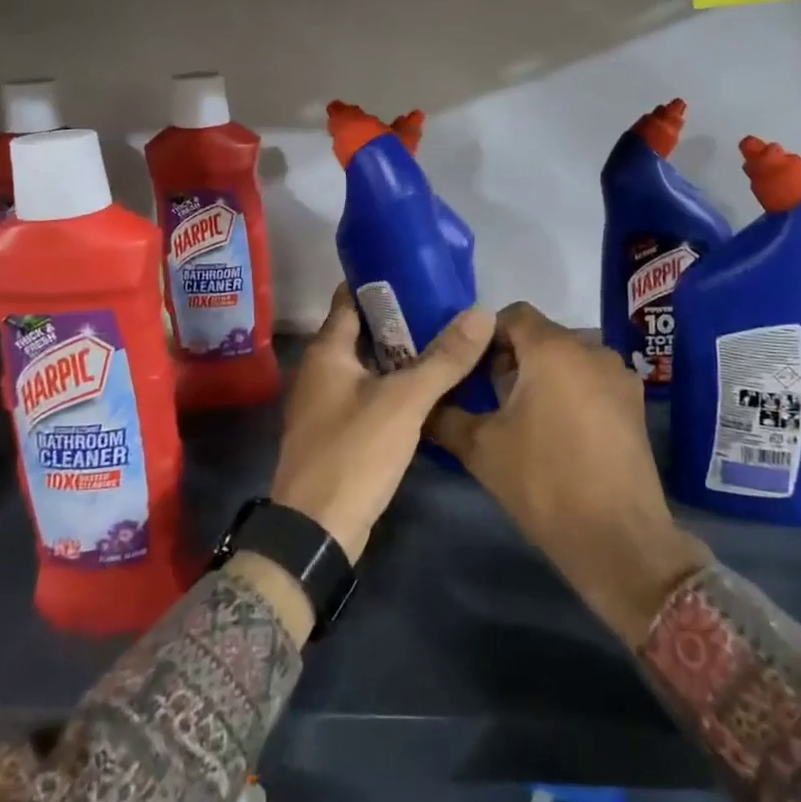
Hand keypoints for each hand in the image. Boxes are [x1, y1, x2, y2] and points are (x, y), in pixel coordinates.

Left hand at [271, 285, 494, 565]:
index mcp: (327, 351)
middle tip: (445, 306)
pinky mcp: (340, 431)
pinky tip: (428, 387)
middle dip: (400, 318)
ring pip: (369, 365)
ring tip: (445, 339)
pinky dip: (396, 384)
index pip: (350, 298)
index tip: (418, 269)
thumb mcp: (404, 401)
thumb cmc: (354, 451)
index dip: (380, 281)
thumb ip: (444, 358)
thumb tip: (482, 312)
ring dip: (401, 353)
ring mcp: (328, 403)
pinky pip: (371, 393)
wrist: (317, 532)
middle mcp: (322, 371)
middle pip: (362, 330)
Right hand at [429, 302, 709, 646]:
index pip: (514, 315)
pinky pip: (592, 380)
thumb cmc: (544, 482)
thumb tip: (423, 403)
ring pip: (569, 358)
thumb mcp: (481, 449)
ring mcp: (619, 376)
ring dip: (543, 374)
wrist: (618, 539)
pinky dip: (570, 390)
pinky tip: (558, 431)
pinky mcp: (635, 404)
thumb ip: (446, 416)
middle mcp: (591, 350)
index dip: (487, 335)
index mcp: (553, 349)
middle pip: (542, 335)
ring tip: (523, 416)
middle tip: (490, 396)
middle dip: (512, 357)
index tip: (470, 368)